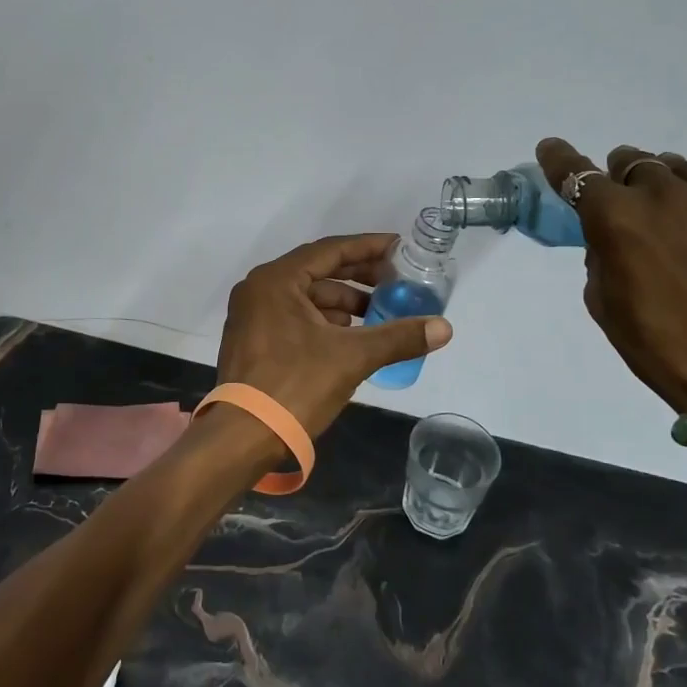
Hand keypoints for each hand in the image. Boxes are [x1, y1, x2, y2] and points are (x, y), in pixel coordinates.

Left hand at [216, 234, 453, 436]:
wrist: (242, 438)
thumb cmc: (294, 386)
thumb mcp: (352, 357)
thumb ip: (398, 337)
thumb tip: (444, 328)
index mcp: (276, 280)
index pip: (331, 250)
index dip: (369, 248)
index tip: (400, 249)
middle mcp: (260, 289)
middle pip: (318, 271)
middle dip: (359, 277)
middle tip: (397, 283)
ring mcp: (252, 315)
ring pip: (307, 297)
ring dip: (344, 303)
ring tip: (380, 314)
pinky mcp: (253, 340)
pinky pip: (296, 316)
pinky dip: (325, 321)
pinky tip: (351, 336)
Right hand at [535, 138, 686, 411]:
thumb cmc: (657, 343)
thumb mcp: (602, 299)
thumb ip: (600, 252)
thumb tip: (613, 231)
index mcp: (614, 217)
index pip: (576, 174)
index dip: (560, 159)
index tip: (552, 148)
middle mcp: (661, 192)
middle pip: (631, 162)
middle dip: (625, 183)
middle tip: (636, 212)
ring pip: (679, 166)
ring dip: (671, 188)